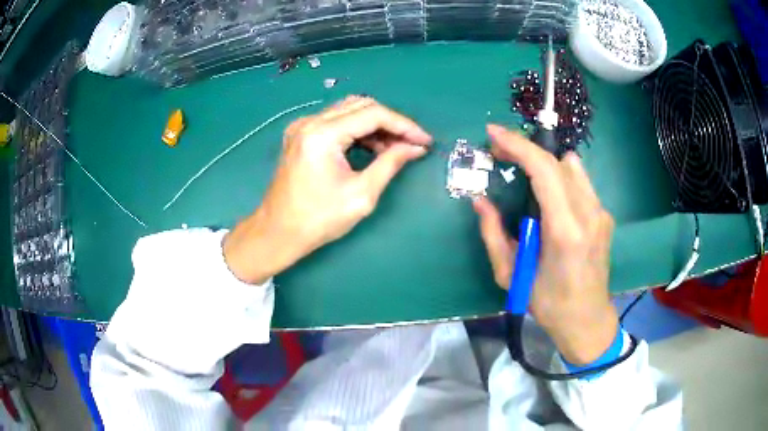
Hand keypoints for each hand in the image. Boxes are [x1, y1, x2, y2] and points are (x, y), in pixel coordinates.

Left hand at [223, 96, 431, 283]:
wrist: (278, 232)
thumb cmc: (318, 220)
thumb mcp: (361, 195)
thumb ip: (391, 164)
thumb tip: (416, 147)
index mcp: (322, 135)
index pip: (373, 114)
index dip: (404, 125)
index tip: (424, 140)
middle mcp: (310, 122)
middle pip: (361, 105)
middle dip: (391, 123)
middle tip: (412, 144)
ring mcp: (302, 126)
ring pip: (349, 111)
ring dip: (375, 125)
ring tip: (395, 148)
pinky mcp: (301, 134)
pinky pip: (336, 121)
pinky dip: (358, 130)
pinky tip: (372, 147)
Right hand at [474, 124, 618, 364]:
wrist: (587, 319)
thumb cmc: (547, 303)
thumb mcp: (511, 275)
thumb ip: (493, 234)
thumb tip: (479, 201)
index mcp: (565, 230)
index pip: (544, 170)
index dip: (517, 145)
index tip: (493, 133)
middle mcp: (589, 214)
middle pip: (558, 161)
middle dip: (526, 149)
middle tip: (500, 153)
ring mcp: (601, 213)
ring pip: (572, 167)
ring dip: (545, 163)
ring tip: (523, 172)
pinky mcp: (605, 216)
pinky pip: (581, 182)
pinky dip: (560, 176)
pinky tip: (548, 194)